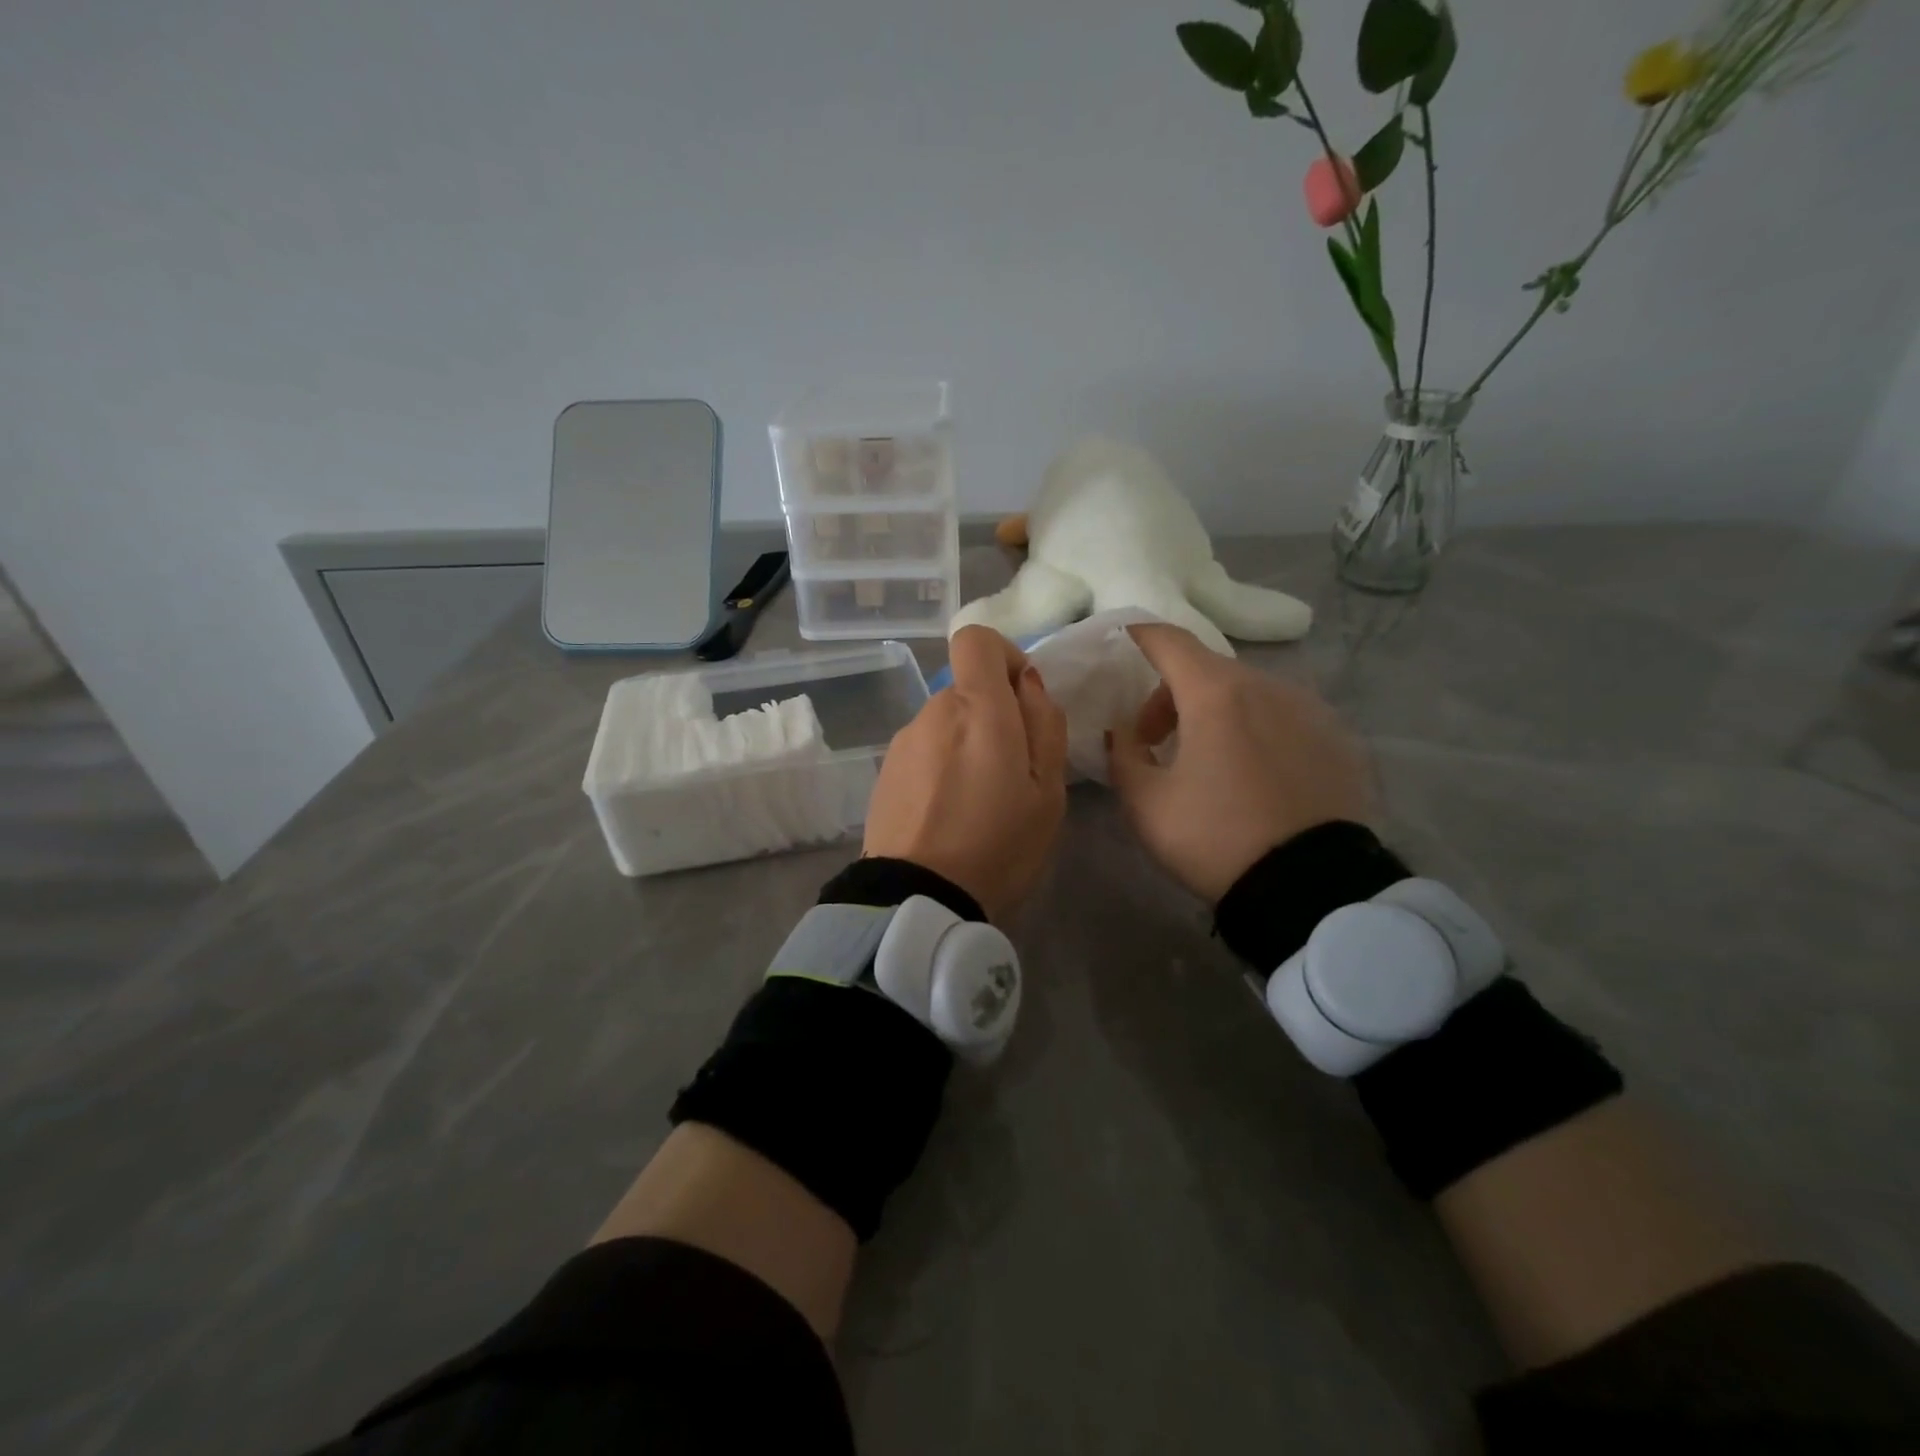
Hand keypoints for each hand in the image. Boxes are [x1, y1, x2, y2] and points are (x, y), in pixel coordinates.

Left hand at [864, 626, 1068, 920]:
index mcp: (977, 708)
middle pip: (966, 689)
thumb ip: (1044, 723)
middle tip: (1012, 774)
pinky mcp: (884, 771)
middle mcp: (932, 712)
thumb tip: (1028, 683)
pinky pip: (924, 751)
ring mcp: (903, 742)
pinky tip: (948, 815)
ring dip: (966, 745)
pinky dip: (941, 767)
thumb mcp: (1048, 791)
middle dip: (993, 716)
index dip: (1003, 656)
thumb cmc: (998, 845)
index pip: (975, 640)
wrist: (918, 899)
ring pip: (945, 723)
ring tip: (979, 803)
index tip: (1022, 698)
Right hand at [1106, 623, 1371, 903]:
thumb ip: (1124, 756)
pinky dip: (1256, 729)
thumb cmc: (1215, 837)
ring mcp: (1309, 710)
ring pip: (1248, 692)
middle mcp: (1267, 687)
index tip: (1122, 642)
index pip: (1169, 641)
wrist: (1310, 886)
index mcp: (1215, 694)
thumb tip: (1125, 733)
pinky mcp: (1336, 739)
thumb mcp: (1147, 804)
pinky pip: (1283, 717)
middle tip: (1155, 739)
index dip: (1140, 636)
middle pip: (1207, 669)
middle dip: (1172, 694)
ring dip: (1216, 711)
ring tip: (1208, 759)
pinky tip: (1254, 774)